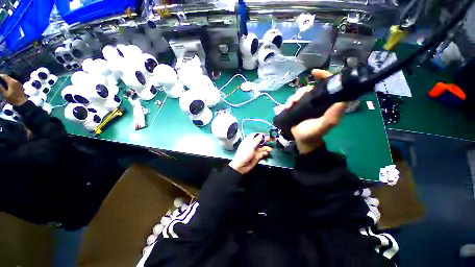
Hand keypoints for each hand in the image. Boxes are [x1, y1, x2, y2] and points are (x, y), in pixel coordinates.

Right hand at [0, 74, 26, 105]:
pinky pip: (14, 81)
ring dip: (7, 80)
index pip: (5, 76)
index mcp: (11, 82)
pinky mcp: (20, 85)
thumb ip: (1, 88)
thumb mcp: (5, 94)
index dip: (1, 76)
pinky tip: (8, 85)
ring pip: (11, 79)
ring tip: (4, 83)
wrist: (22, 102)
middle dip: (4, 78)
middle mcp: (15, 81)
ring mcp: (18, 83)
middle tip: (1, 80)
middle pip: (8, 77)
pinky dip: (11, 82)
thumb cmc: (13, 99)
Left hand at [229, 133, 271, 174]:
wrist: (241, 166)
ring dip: (266, 148)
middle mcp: (252, 145)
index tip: (267, 134)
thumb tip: (262, 134)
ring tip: (270, 149)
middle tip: (272, 139)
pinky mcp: (257, 156)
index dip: (261, 135)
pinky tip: (266, 153)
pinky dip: (265, 153)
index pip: (256, 135)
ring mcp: (255, 151)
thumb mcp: (251, 146)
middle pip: (260, 141)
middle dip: (266, 140)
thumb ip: (257, 140)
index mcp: (249, 141)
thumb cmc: (244, 154)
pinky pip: (263, 153)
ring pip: (262, 147)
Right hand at [284, 69, 347, 154]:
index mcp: (328, 103)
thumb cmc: (313, 133)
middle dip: (302, 92)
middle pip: (310, 88)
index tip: (315, 73)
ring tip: (289, 106)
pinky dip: (289, 101)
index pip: (329, 86)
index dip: (324, 76)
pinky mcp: (299, 107)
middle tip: (295, 100)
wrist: (302, 139)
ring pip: (300, 93)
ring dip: (293, 97)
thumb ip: (332, 117)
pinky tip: (287, 107)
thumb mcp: (323, 126)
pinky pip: (293, 99)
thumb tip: (342, 101)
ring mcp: (307, 104)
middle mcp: (318, 101)